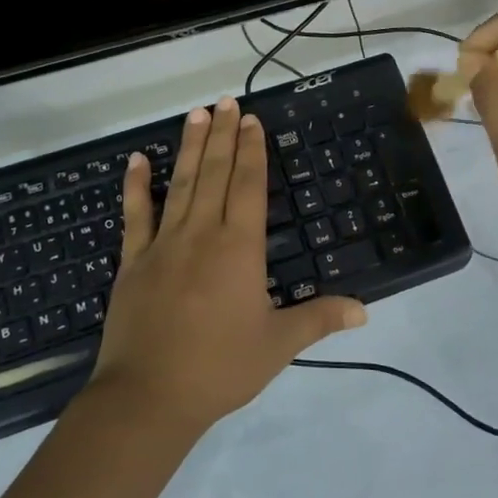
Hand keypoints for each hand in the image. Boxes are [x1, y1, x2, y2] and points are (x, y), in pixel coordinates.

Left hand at [88, 96, 365, 433]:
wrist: (148, 397)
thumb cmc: (220, 368)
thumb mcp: (277, 345)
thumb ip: (319, 319)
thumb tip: (365, 310)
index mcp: (239, 248)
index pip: (249, 186)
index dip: (251, 150)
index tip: (250, 119)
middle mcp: (202, 234)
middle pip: (215, 174)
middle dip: (222, 135)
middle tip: (224, 100)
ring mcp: (163, 244)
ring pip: (180, 185)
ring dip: (189, 147)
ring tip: (195, 114)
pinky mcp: (132, 262)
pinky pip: (135, 216)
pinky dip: (136, 186)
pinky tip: (136, 159)